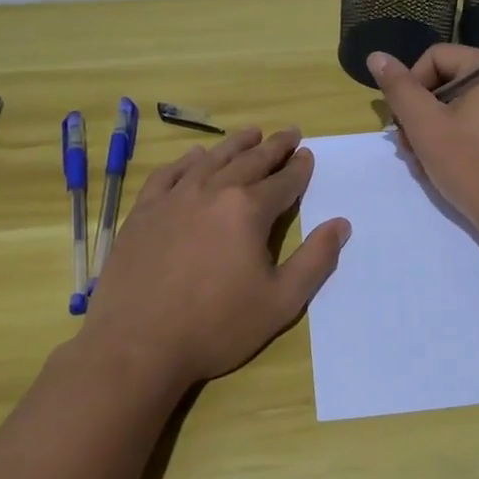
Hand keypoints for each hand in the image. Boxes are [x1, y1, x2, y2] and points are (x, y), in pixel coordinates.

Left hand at [80, 127, 350, 387]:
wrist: (137, 345)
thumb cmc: (216, 326)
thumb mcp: (281, 302)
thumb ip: (316, 260)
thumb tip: (340, 224)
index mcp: (248, 210)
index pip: (283, 181)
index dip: (299, 168)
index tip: (308, 154)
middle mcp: (212, 191)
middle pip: (250, 161)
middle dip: (274, 146)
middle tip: (289, 133)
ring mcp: (174, 198)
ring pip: (211, 159)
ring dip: (235, 144)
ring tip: (252, 132)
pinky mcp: (143, 211)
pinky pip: (169, 174)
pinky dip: (187, 160)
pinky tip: (195, 156)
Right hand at [366, 45, 478, 249]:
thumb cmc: (473, 167)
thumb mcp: (426, 127)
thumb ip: (400, 89)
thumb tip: (377, 56)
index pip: (436, 57)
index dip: (411, 86)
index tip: (402, 123)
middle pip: (449, 81)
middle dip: (421, 113)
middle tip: (407, 148)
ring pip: (461, 105)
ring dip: (434, 130)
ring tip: (422, 163)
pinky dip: (457, 138)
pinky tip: (443, 167)